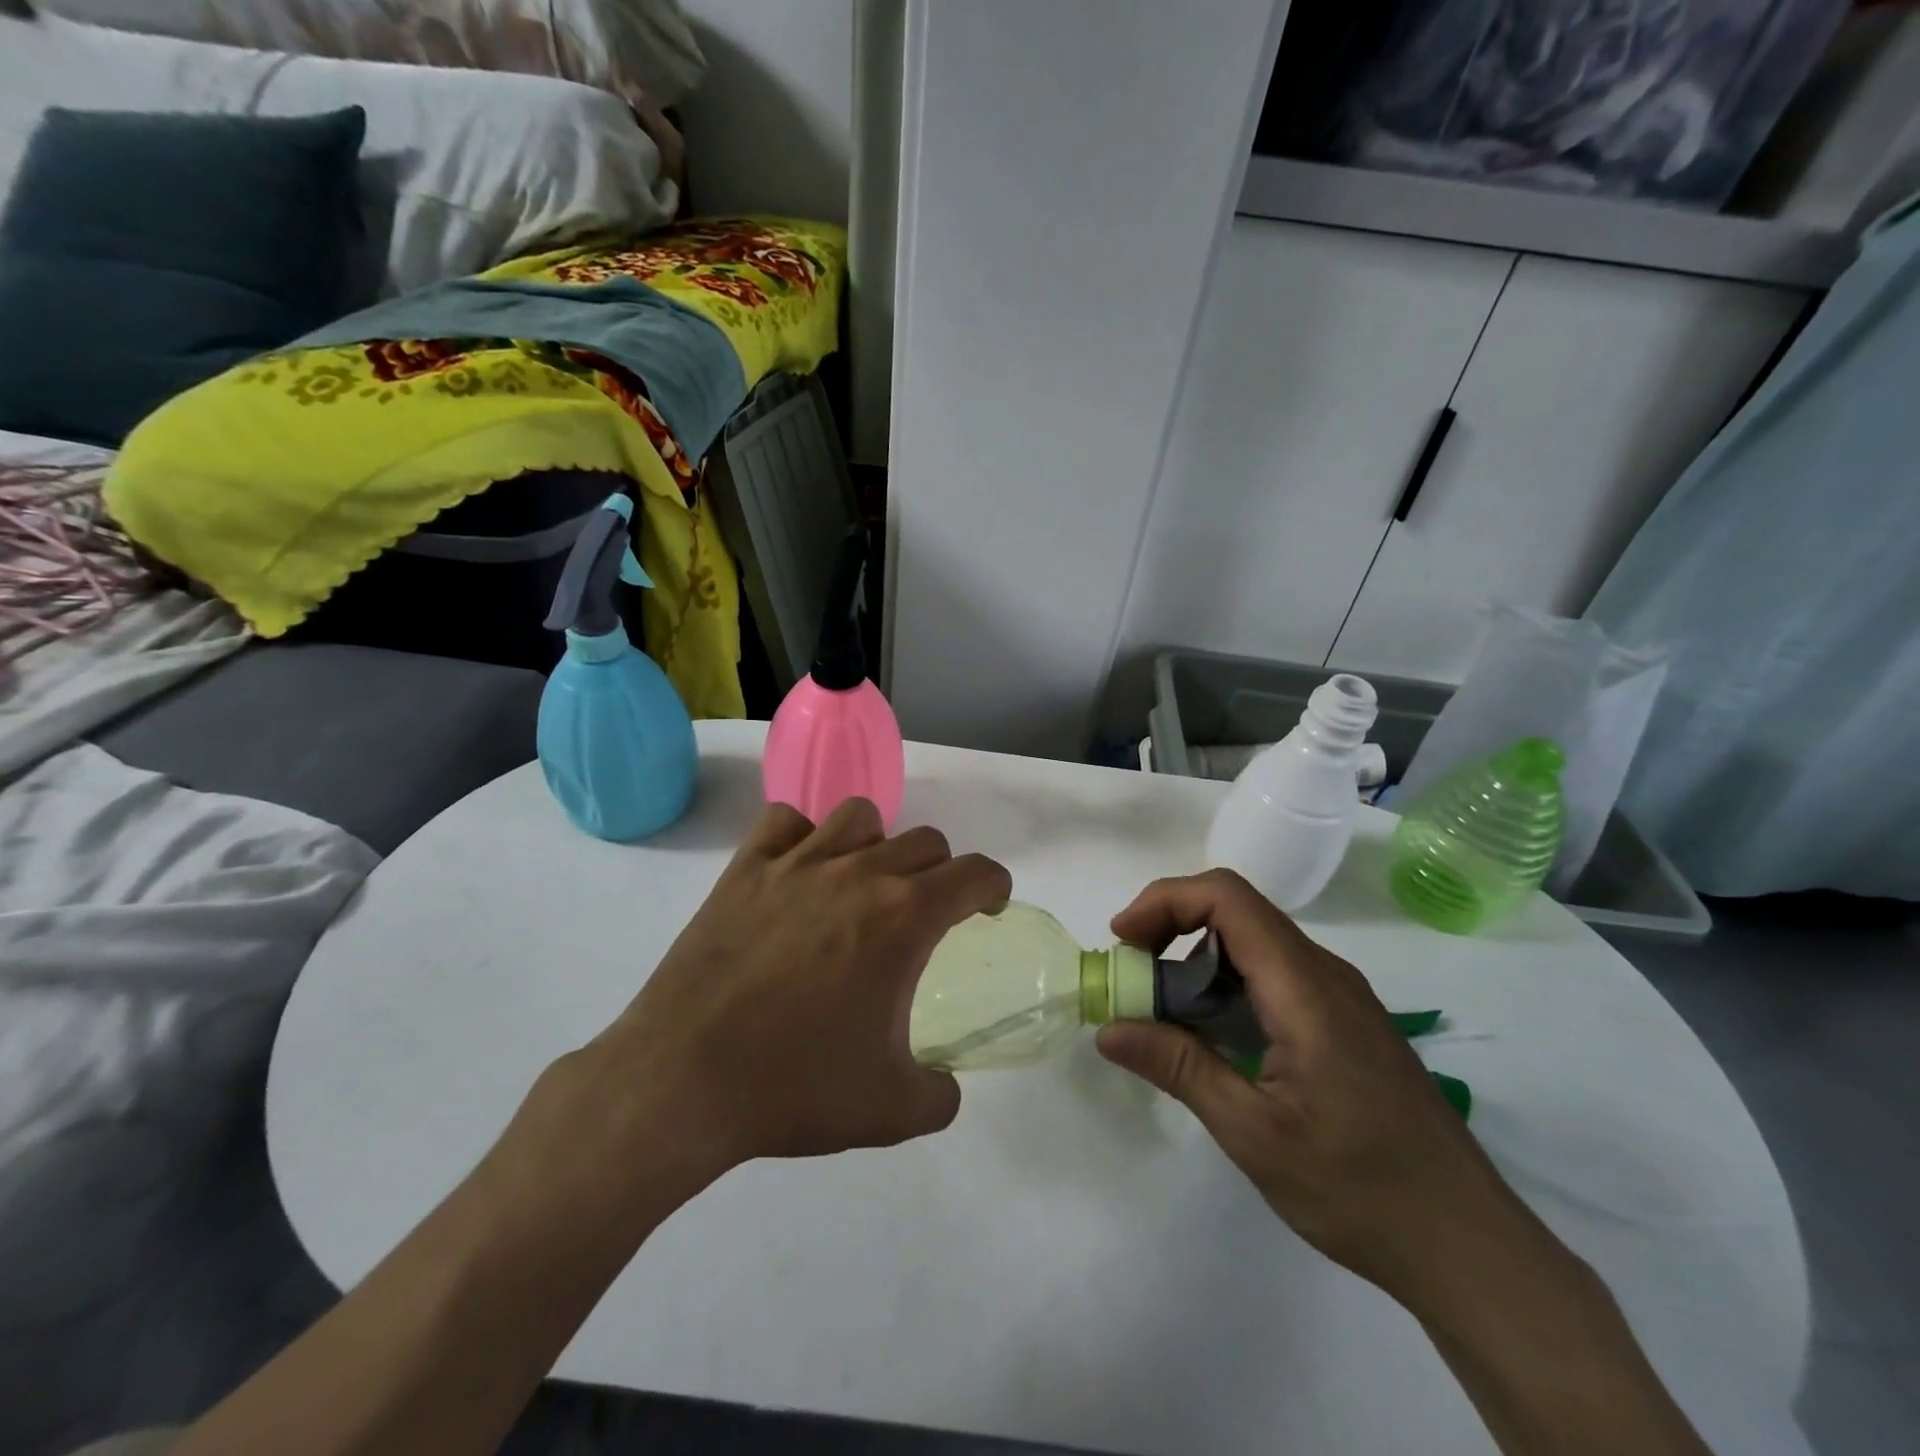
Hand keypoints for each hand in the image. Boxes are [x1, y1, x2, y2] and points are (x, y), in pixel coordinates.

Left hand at [582, 799, 1011, 1177]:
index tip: (987, 908)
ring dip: (876, 842)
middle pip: (925, 840)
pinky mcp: (744, 869)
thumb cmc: (794, 1087)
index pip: (975, 872)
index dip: (993, 886)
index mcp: (903, 917)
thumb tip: (947, 1085)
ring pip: (859, 815)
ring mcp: (796, 863)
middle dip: (940, 872)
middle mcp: (858, 873)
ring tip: (862, 883)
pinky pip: (784, 820)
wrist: (682, 1081)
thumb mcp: (891, 1110)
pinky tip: (797, 872)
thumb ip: (941, 1095)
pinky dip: (802, 835)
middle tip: (923, 914)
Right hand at [1095, 870, 1533, 1306]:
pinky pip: (1273, 975)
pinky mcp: (1344, 1022)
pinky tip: (1210, 1035)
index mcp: (1305, 988)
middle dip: (1171, 926)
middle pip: (1237, 911)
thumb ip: (1179, 1068)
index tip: (1123, 941)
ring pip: (1253, 942)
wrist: (1469, 1246)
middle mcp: (1325, 974)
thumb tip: (1109, 1029)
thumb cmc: (1360, 1189)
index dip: (1165, 901)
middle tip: (1132, 976)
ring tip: (1159, 1008)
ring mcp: (1339, 996)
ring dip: (1196, 957)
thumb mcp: (1254, 1133)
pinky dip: (1225, 984)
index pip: (1228, 898)